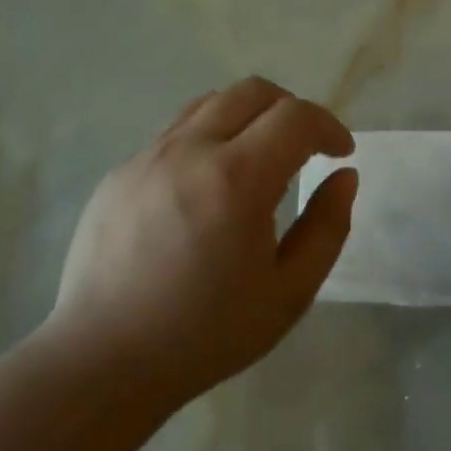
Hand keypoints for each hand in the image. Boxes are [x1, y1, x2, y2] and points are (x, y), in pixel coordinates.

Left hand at [42, 78, 357, 403]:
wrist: (105, 358)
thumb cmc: (207, 334)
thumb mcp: (290, 292)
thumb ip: (327, 227)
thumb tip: (344, 177)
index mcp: (236, 179)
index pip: (295, 117)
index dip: (329, 127)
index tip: (340, 154)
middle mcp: (188, 150)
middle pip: (251, 92)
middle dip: (291, 110)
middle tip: (305, 150)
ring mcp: (146, 157)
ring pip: (208, 105)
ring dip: (247, 118)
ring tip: (258, 162)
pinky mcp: (119, 173)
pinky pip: (174, 134)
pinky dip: (208, 140)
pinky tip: (208, 188)